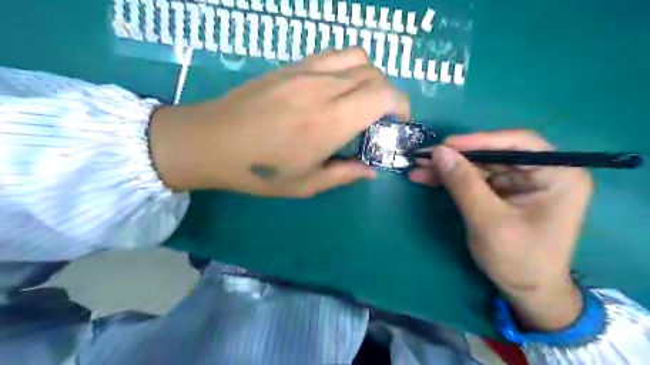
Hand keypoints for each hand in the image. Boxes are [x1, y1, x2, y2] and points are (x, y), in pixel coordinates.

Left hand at [149, 48, 407, 197]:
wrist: (211, 141)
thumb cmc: (259, 171)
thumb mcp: (306, 185)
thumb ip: (344, 174)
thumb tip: (371, 169)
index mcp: (331, 122)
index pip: (384, 95)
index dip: (401, 105)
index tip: (398, 122)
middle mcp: (324, 88)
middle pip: (375, 74)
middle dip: (388, 94)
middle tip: (379, 117)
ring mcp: (306, 71)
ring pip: (357, 57)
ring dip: (369, 76)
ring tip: (360, 99)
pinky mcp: (291, 65)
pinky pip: (332, 54)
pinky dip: (347, 66)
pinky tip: (336, 88)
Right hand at [410, 130, 592, 330]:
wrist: (526, 291)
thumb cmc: (518, 259)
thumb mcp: (488, 221)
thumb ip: (464, 184)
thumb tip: (439, 152)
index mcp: (557, 174)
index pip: (518, 143)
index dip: (478, 140)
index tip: (444, 145)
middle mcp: (541, 172)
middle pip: (493, 154)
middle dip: (456, 157)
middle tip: (423, 158)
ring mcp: (520, 182)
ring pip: (478, 165)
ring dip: (448, 168)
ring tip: (418, 169)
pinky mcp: (503, 192)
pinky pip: (474, 178)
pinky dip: (451, 179)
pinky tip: (429, 178)